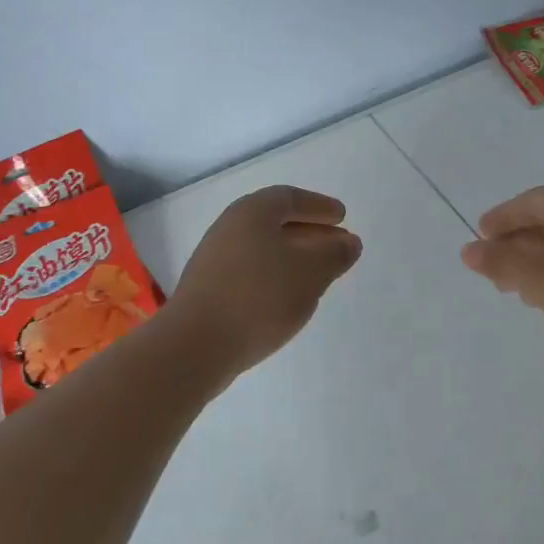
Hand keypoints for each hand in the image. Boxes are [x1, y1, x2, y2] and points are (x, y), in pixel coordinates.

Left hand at [168, 186, 362, 378]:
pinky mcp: (209, 290)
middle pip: (275, 222)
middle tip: (337, 245)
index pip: (290, 198)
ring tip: (318, 274)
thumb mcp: (310, 272)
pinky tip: (288, 298)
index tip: (342, 217)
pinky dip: (275, 276)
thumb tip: (348, 242)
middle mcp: (229, 228)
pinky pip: (251, 272)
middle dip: (310, 232)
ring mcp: (215, 260)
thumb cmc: (258, 297)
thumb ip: (334, 254)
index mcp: (252, 212)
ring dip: (293, 257)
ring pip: (263, 249)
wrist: (195, 345)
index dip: (318, 206)